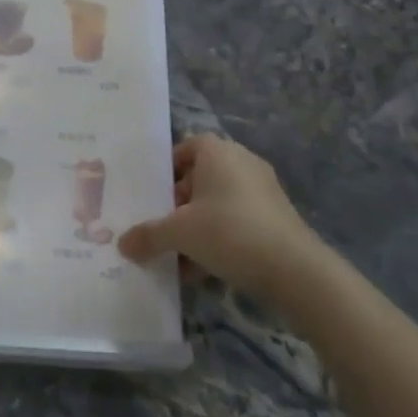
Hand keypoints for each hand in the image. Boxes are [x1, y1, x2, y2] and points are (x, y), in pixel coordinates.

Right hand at [118, 134, 333, 302]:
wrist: (295, 270)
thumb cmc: (229, 232)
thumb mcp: (179, 234)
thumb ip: (148, 236)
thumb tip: (122, 245)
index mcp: (218, 152)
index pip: (187, 146)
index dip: (168, 168)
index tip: (153, 194)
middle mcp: (242, 162)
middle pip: (201, 176)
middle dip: (179, 203)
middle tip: (161, 226)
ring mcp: (263, 190)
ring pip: (219, 203)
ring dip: (197, 226)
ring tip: (178, 255)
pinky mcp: (276, 218)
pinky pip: (237, 221)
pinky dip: (220, 239)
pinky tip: (203, 270)